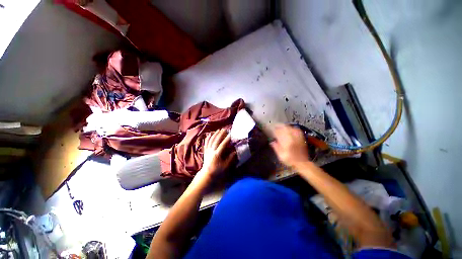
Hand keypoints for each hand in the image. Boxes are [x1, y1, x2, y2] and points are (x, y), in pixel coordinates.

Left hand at [198, 129, 235, 181]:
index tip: (230, 135)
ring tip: (218, 130)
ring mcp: (208, 150)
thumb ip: (230, 158)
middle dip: (220, 134)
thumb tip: (235, 151)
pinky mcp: (205, 150)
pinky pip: (206, 142)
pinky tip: (210, 134)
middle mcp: (212, 151)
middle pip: (216, 140)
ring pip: (211, 140)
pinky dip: (208, 138)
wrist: (206, 173)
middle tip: (224, 129)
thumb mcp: (225, 166)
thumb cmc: (217, 170)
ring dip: (215, 134)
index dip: (226, 139)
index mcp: (217, 154)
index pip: (222, 145)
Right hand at [270, 124, 309, 168]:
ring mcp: (298, 138)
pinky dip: (292, 128)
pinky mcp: (301, 138)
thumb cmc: (290, 160)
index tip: (271, 129)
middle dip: (279, 127)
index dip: (275, 130)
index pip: (279, 133)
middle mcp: (292, 138)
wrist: (302, 163)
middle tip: (275, 126)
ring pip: (291, 128)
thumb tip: (272, 142)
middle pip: (285, 128)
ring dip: (286, 126)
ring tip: (282, 126)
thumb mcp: (281, 155)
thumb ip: (276, 148)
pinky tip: (290, 128)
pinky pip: (297, 130)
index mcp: (286, 142)